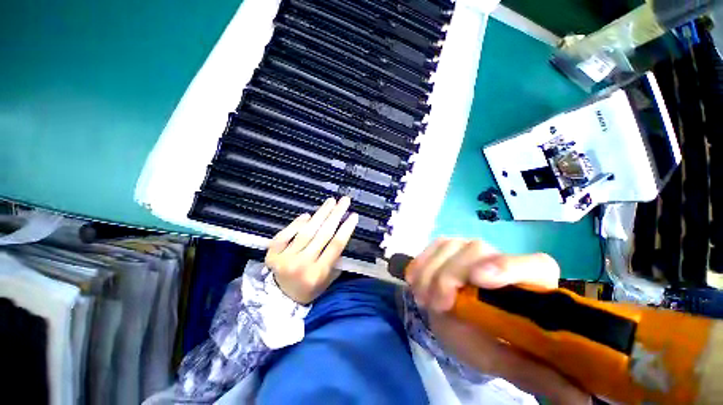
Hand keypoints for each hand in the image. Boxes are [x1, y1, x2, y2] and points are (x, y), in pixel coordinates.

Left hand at [265, 197, 358, 304]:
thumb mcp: (328, 279)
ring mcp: (285, 259)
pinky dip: (296, 224)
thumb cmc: (310, 289)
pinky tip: (307, 215)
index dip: (346, 228)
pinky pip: (284, 235)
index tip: (354, 215)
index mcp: (318, 273)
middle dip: (335, 215)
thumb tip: (339, 233)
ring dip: (320, 215)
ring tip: (330, 202)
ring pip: (306, 232)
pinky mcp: (271, 255)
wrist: (281, 301)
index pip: (336, 245)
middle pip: (322, 235)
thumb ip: (335, 259)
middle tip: (344, 201)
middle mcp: (302, 265)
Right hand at [406, 238, 589, 404]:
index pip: (535, 264)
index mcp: (528, 285)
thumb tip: (582, 400)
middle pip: (478, 249)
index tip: (479, 280)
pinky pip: (433, 246)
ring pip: (451, 245)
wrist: (455, 320)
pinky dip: (421, 262)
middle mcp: (500, 258)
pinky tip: (414, 280)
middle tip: (437, 303)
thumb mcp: (506, 360)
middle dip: (451, 275)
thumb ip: (537, 375)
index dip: (508, 267)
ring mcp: (470, 249)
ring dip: (431, 271)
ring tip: (424, 299)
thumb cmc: (485, 341)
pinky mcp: (449, 247)